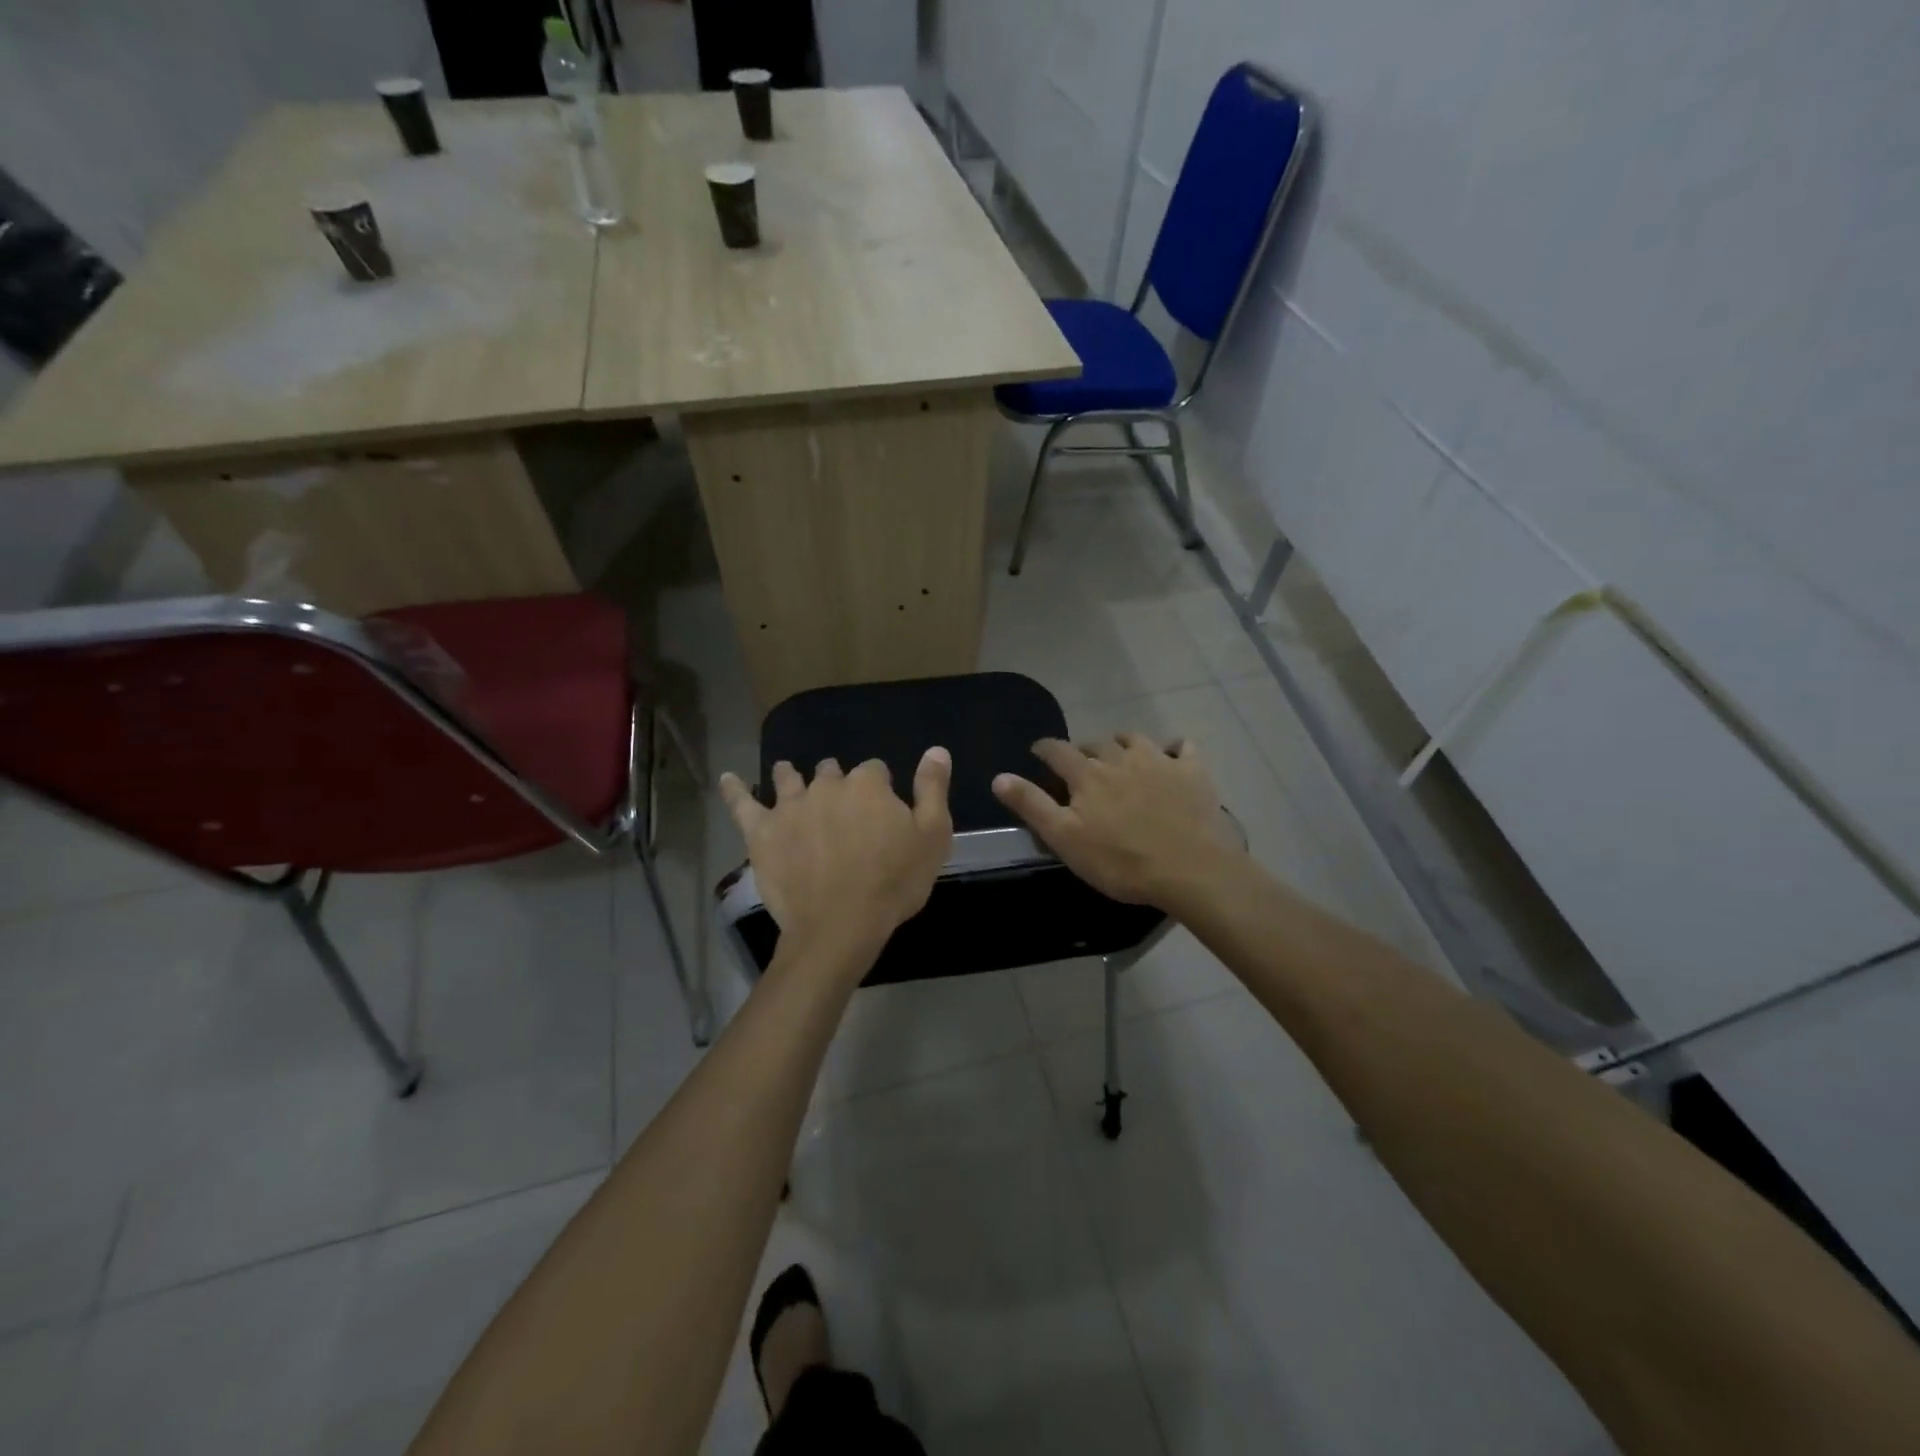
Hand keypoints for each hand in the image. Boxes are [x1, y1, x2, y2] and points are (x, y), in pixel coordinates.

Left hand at [719, 750, 953, 963]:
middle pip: (832, 772)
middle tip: (841, 810)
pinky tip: (728, 779)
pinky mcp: (761, 831)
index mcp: (868, 784)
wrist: (841, 924)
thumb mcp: (932, 836)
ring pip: (788, 779)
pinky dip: (734, 789)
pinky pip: (742, 803)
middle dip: (837, 783)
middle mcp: (827, 785)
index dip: (880, 788)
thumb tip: (936, 750)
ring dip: (792, 777)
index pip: (875, 770)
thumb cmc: (894, 882)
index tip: (882, 810)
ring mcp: (790, 806)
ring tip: (790, 777)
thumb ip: (933, 789)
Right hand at [992, 735, 1240, 908]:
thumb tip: (999, 777)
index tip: (1038, 751)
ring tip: (1119, 757)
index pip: (1058, 751)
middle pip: (1096, 744)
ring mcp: (1160, 761)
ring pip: (1135, 740)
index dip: (1045, 748)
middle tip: (1080, 766)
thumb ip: (1031, 805)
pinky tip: (1172, 757)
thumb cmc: (1120, 861)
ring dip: (1122, 744)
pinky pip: (1183, 748)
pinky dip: (1173, 749)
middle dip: (1083, 751)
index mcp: (1087, 775)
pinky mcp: (1192, 773)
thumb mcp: (1065, 839)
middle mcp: (1120, 758)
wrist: (1190, 869)